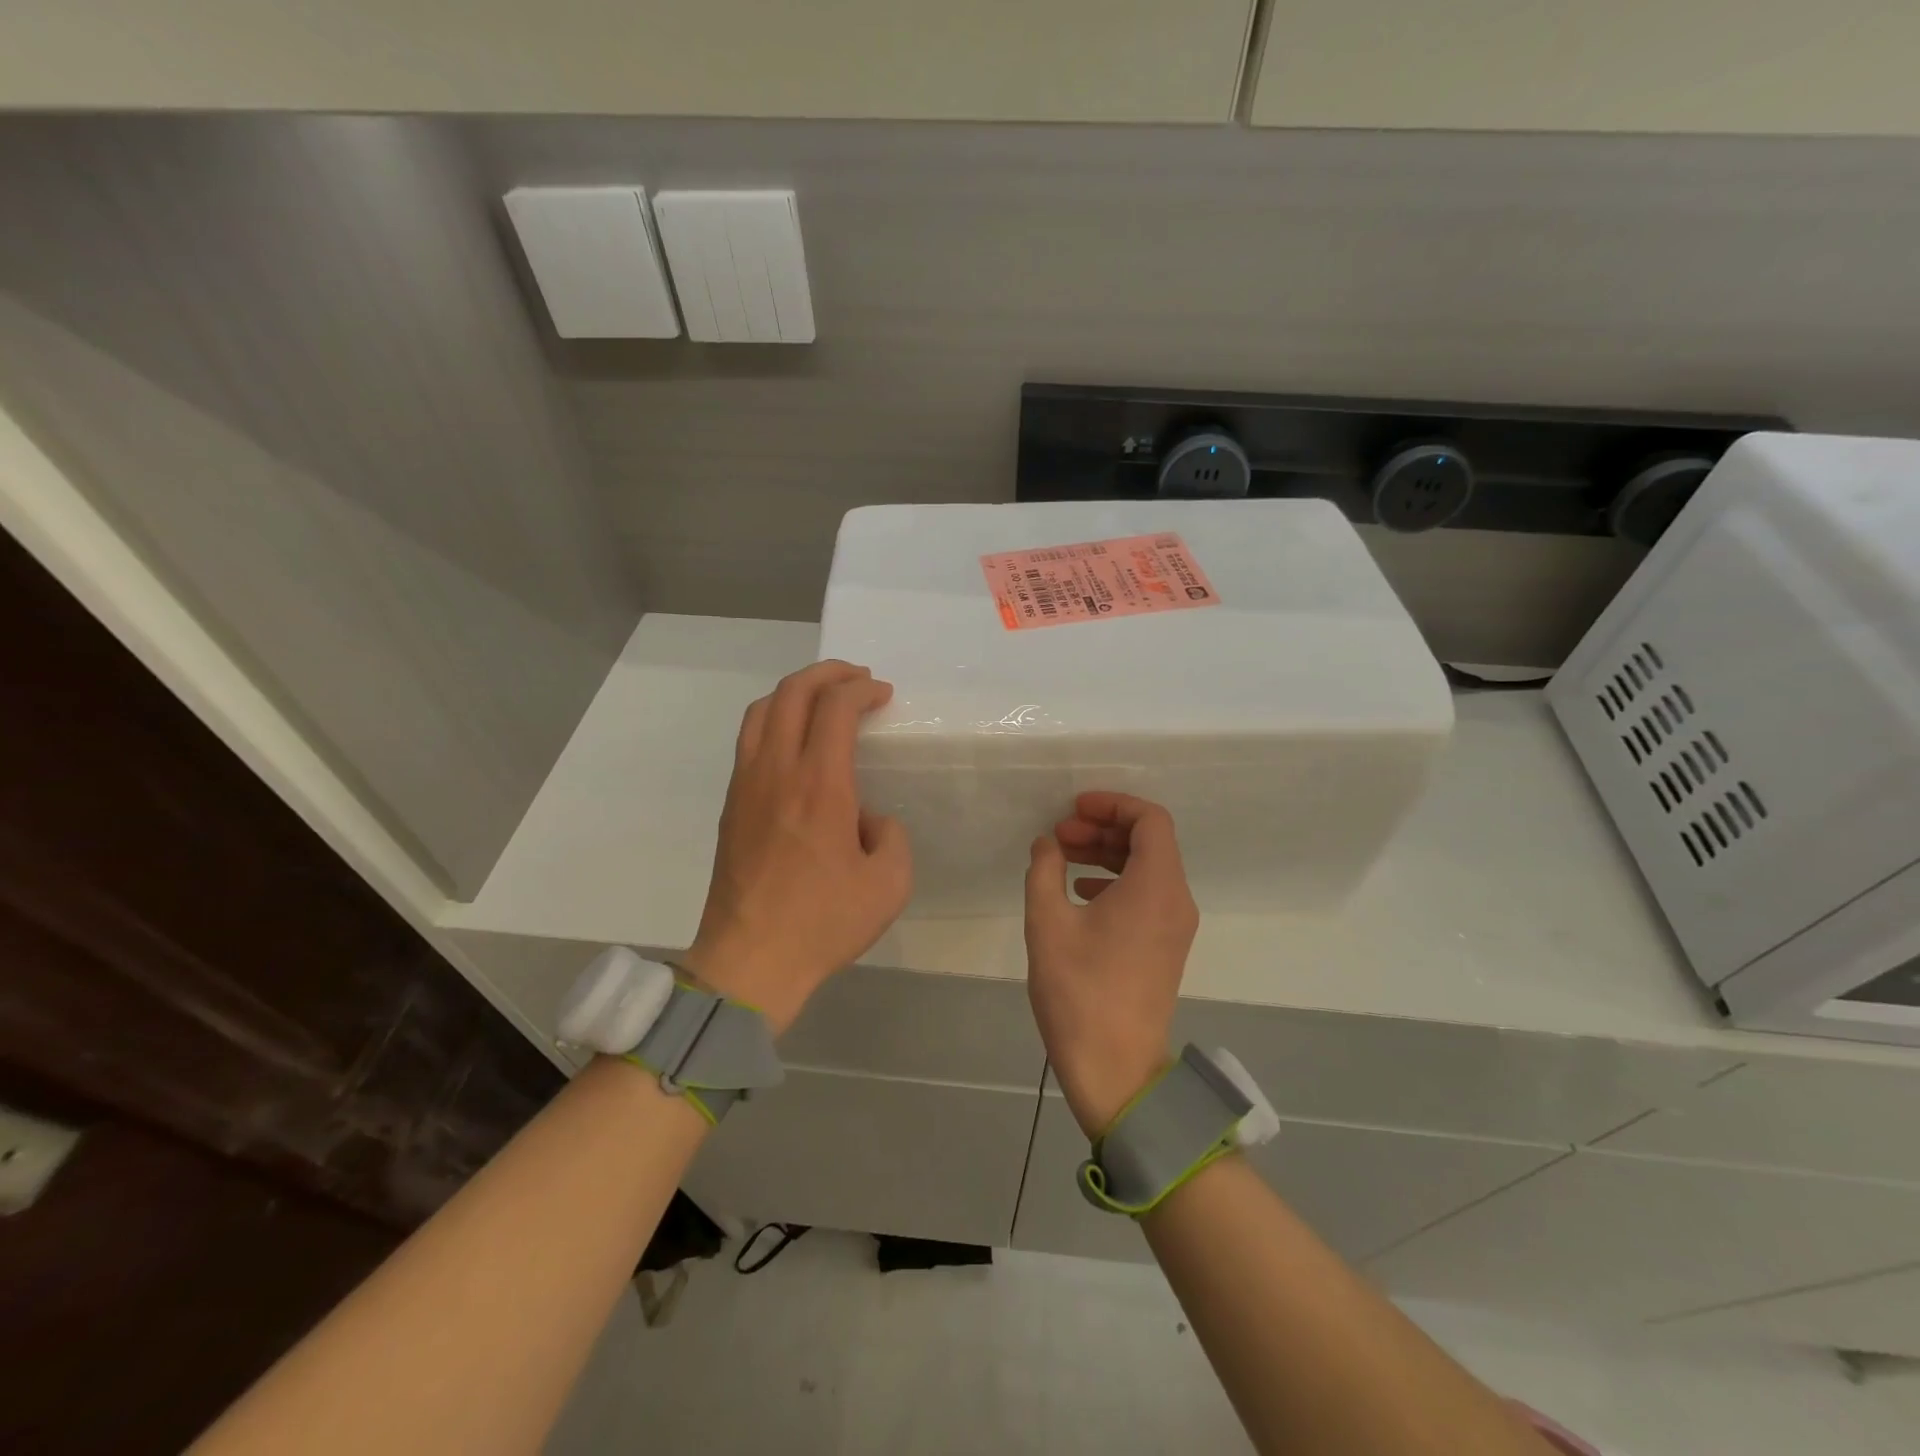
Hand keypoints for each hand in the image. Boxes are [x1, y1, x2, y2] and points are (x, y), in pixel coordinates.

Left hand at [683, 660, 911, 1034]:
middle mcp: (777, 771)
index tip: (883, 694)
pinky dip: (773, 718)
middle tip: (856, 678)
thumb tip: (869, 819)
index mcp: (820, 785)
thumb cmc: (823, 923)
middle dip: (828, 673)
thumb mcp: (889, 885)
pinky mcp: (731, 803)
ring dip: (795, 690)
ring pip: (762, 710)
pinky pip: (748, 738)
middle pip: (793, 692)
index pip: (835, 707)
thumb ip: (892, 837)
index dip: (862, 689)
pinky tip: (793, 738)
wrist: (750, 960)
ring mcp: (746, 784)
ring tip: (822, 697)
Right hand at [1024, 792, 1198, 1137]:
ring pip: (1149, 867)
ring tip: (1062, 858)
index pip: (1150, 819)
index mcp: (1156, 886)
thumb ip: (1045, 871)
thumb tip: (1048, 844)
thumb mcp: (1047, 923)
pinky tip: (1080, 892)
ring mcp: (1176, 926)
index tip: (1074, 810)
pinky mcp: (1166, 946)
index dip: (1112, 804)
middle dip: (1103, 828)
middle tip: (1060, 835)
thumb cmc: (1079, 991)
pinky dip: (1117, 880)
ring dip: (1107, 854)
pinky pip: (1148, 894)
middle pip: (1150, 841)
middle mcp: (1176, 899)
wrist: (1114, 1069)